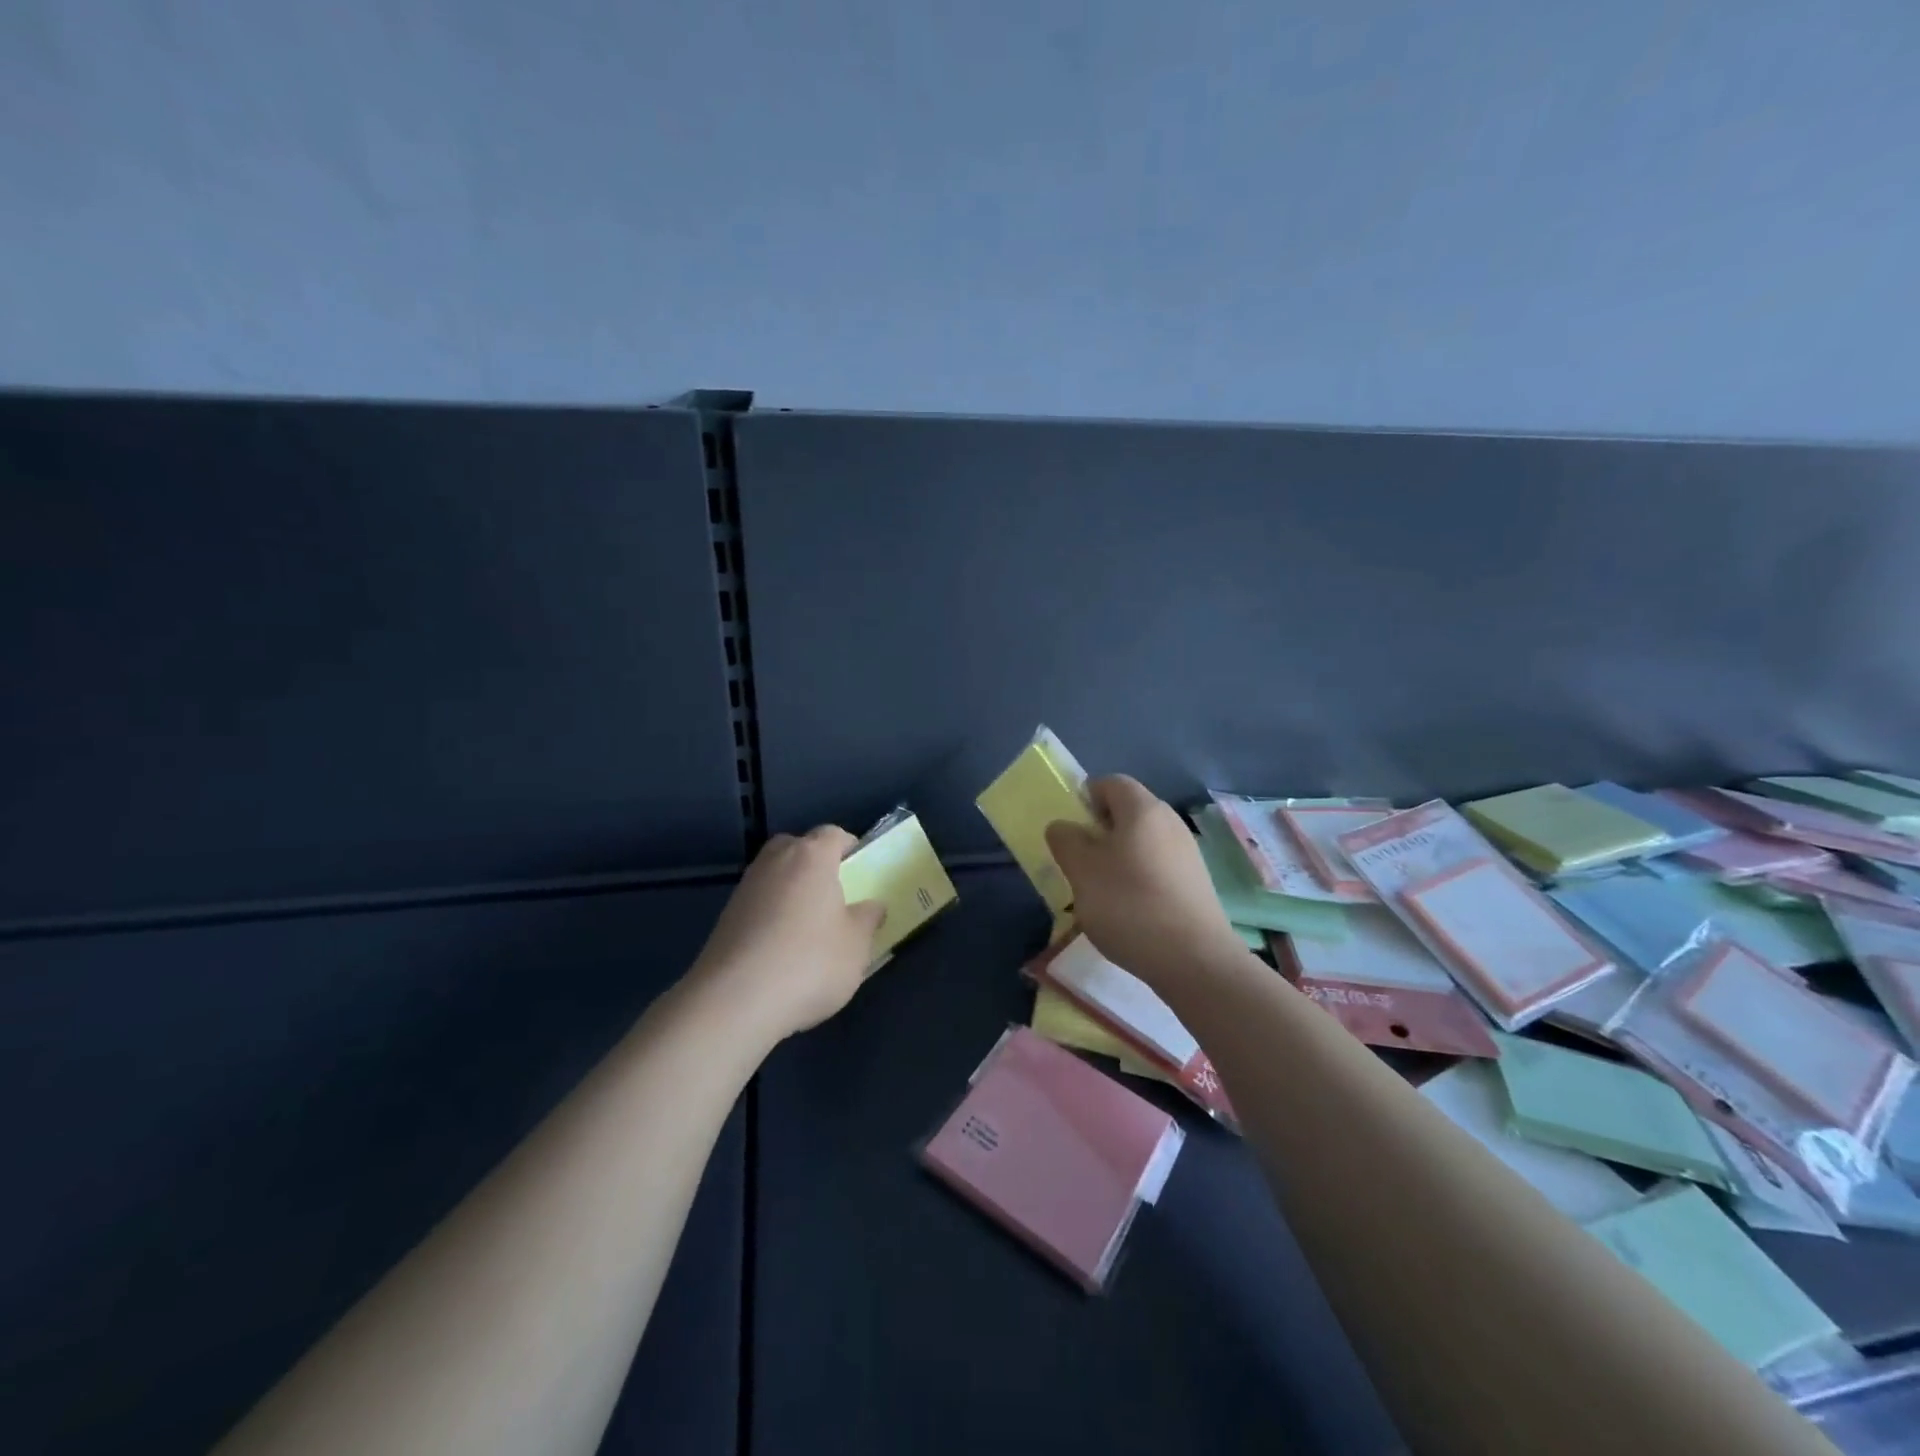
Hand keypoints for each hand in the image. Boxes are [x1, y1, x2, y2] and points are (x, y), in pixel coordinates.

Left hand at [692, 826, 887, 1040]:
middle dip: (817, 865)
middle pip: (799, 849)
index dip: (851, 849)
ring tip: (809, 928)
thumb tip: (872, 906)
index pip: (834, 834)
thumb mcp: (856, 945)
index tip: (862, 874)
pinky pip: (759, 903)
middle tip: (835, 897)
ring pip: (777, 876)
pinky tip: (782, 950)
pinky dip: (772, 915)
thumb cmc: (808, 963)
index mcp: (811, 856)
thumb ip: (868, 918)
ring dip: (792, 891)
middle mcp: (775, 860)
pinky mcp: (726, 916)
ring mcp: (746, 887)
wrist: (734, 1002)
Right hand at [1045, 776, 1244, 987]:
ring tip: (1100, 892)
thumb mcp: (1082, 871)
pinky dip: (1138, 878)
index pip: (1110, 783)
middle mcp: (1170, 822)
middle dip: (1099, 832)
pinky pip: (1157, 866)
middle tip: (1079, 863)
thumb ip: (1065, 840)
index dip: (1085, 798)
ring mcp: (1187, 853)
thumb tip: (1064, 826)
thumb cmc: (1129, 905)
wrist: (1194, 960)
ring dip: (1117, 858)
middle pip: (1127, 812)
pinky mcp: (1196, 883)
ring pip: (1141, 842)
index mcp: (1143, 809)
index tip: (1069, 830)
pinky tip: (1129, 911)